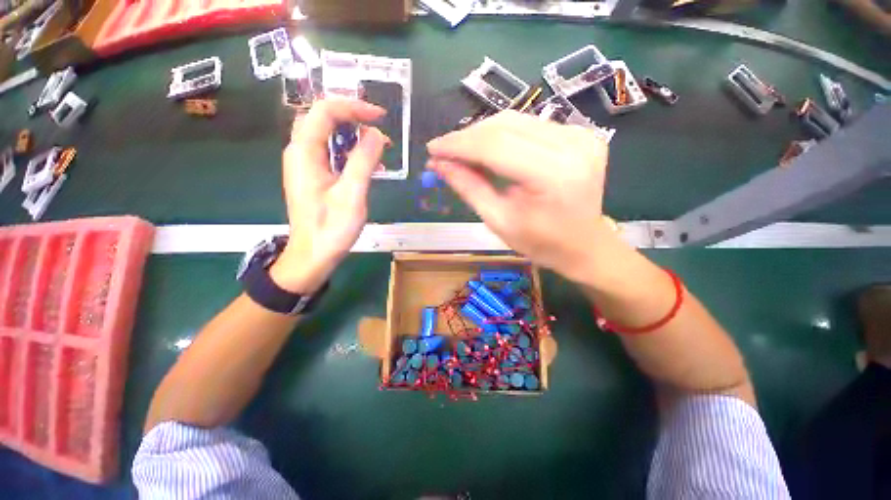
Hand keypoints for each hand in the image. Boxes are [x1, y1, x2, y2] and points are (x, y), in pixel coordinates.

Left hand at [271, 98, 388, 292]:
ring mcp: (305, 164)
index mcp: (304, 152)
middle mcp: (300, 152)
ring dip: (353, 134)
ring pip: (327, 135)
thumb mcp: (352, 195)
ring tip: (378, 146)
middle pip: (322, 118)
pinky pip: (330, 152)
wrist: (312, 255)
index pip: (324, 111)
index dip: (353, 107)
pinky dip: (350, 151)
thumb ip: (363, 161)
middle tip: (379, 127)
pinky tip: (367, 163)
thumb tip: (376, 133)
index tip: (380, 116)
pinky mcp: (313, 176)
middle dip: (352, 116)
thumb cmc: (331, 228)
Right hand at [427, 110, 617, 284]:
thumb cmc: (540, 243)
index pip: (495, 146)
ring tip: (462, 152)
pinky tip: (489, 150)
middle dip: (467, 137)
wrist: (584, 245)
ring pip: (516, 120)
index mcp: (553, 174)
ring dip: (482, 134)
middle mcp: (572, 145)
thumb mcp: (498, 221)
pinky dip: (503, 135)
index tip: (433, 148)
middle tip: (444, 151)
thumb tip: (439, 164)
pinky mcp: (581, 134)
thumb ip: (469, 188)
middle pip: (505, 126)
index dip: (459, 145)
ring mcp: (581, 135)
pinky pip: (531, 126)